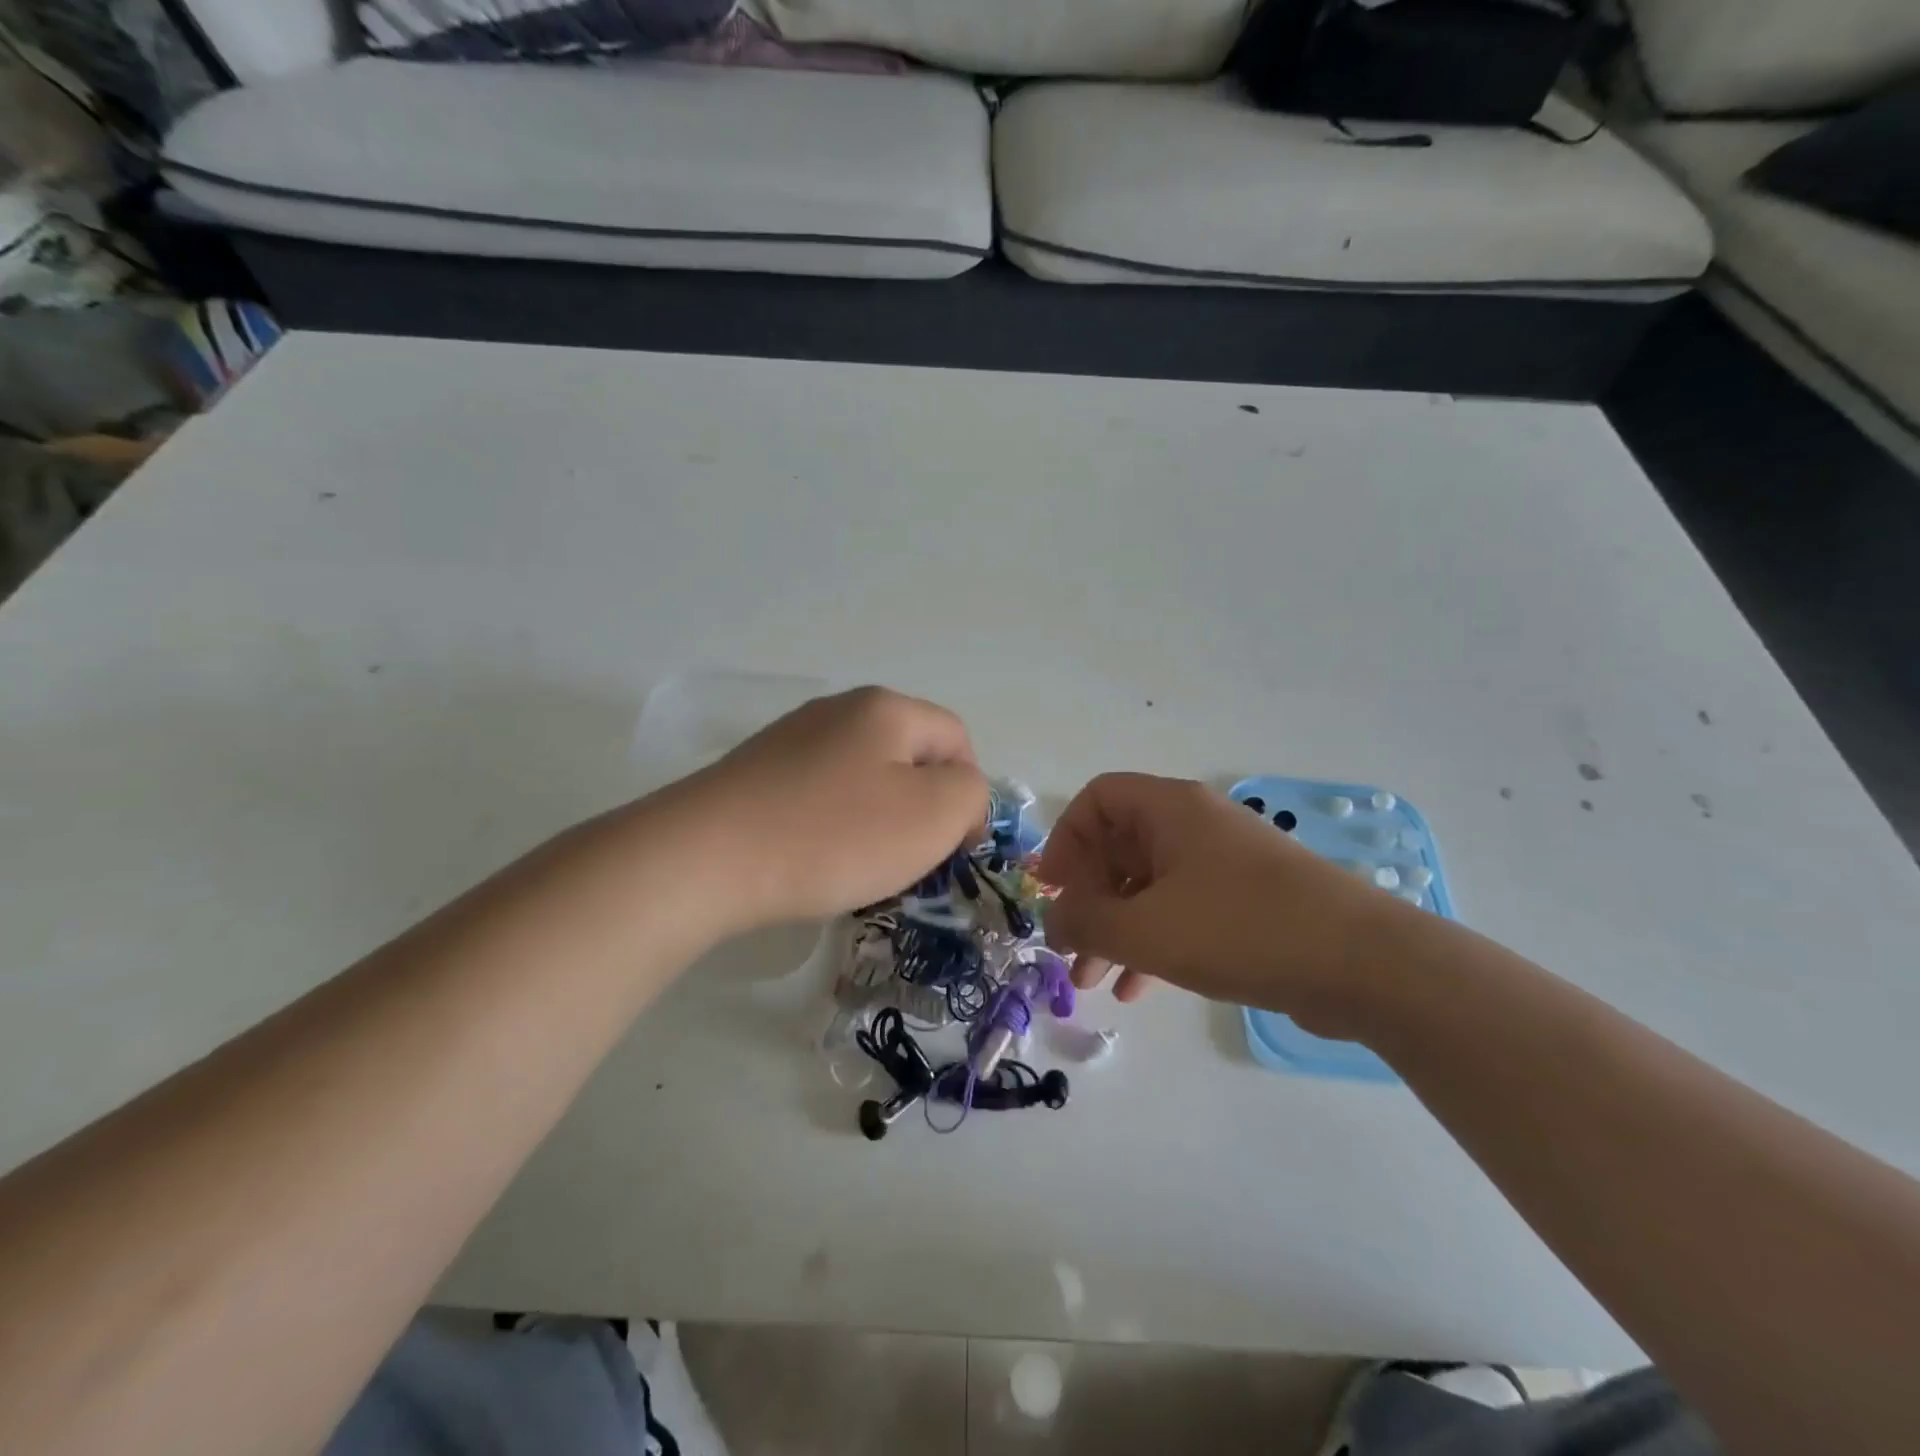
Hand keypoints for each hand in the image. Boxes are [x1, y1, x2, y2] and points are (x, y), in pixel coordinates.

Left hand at [675, 687, 987, 928]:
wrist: (704, 858)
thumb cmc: (833, 835)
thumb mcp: (932, 815)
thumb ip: (970, 794)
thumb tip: (958, 792)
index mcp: (886, 708)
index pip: (956, 738)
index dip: (968, 792)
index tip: (954, 846)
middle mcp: (839, 709)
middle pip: (908, 755)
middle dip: (921, 807)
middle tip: (908, 857)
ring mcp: (791, 738)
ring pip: (863, 777)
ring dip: (876, 819)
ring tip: (858, 864)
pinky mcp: (756, 772)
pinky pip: (818, 794)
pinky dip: (831, 825)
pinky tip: (813, 858)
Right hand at [1040, 773, 1394, 1032]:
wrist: (1363, 964)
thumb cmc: (1240, 929)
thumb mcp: (1146, 930)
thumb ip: (1086, 922)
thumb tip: (1054, 919)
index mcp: (1169, 810)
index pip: (1097, 800)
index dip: (1064, 840)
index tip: (1051, 890)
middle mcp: (1194, 825)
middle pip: (1119, 846)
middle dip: (1087, 899)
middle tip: (1068, 946)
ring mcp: (1223, 863)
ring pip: (1148, 885)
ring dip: (1115, 929)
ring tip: (1093, 981)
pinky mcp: (1245, 901)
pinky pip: (1181, 910)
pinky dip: (1153, 941)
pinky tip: (1137, 988)